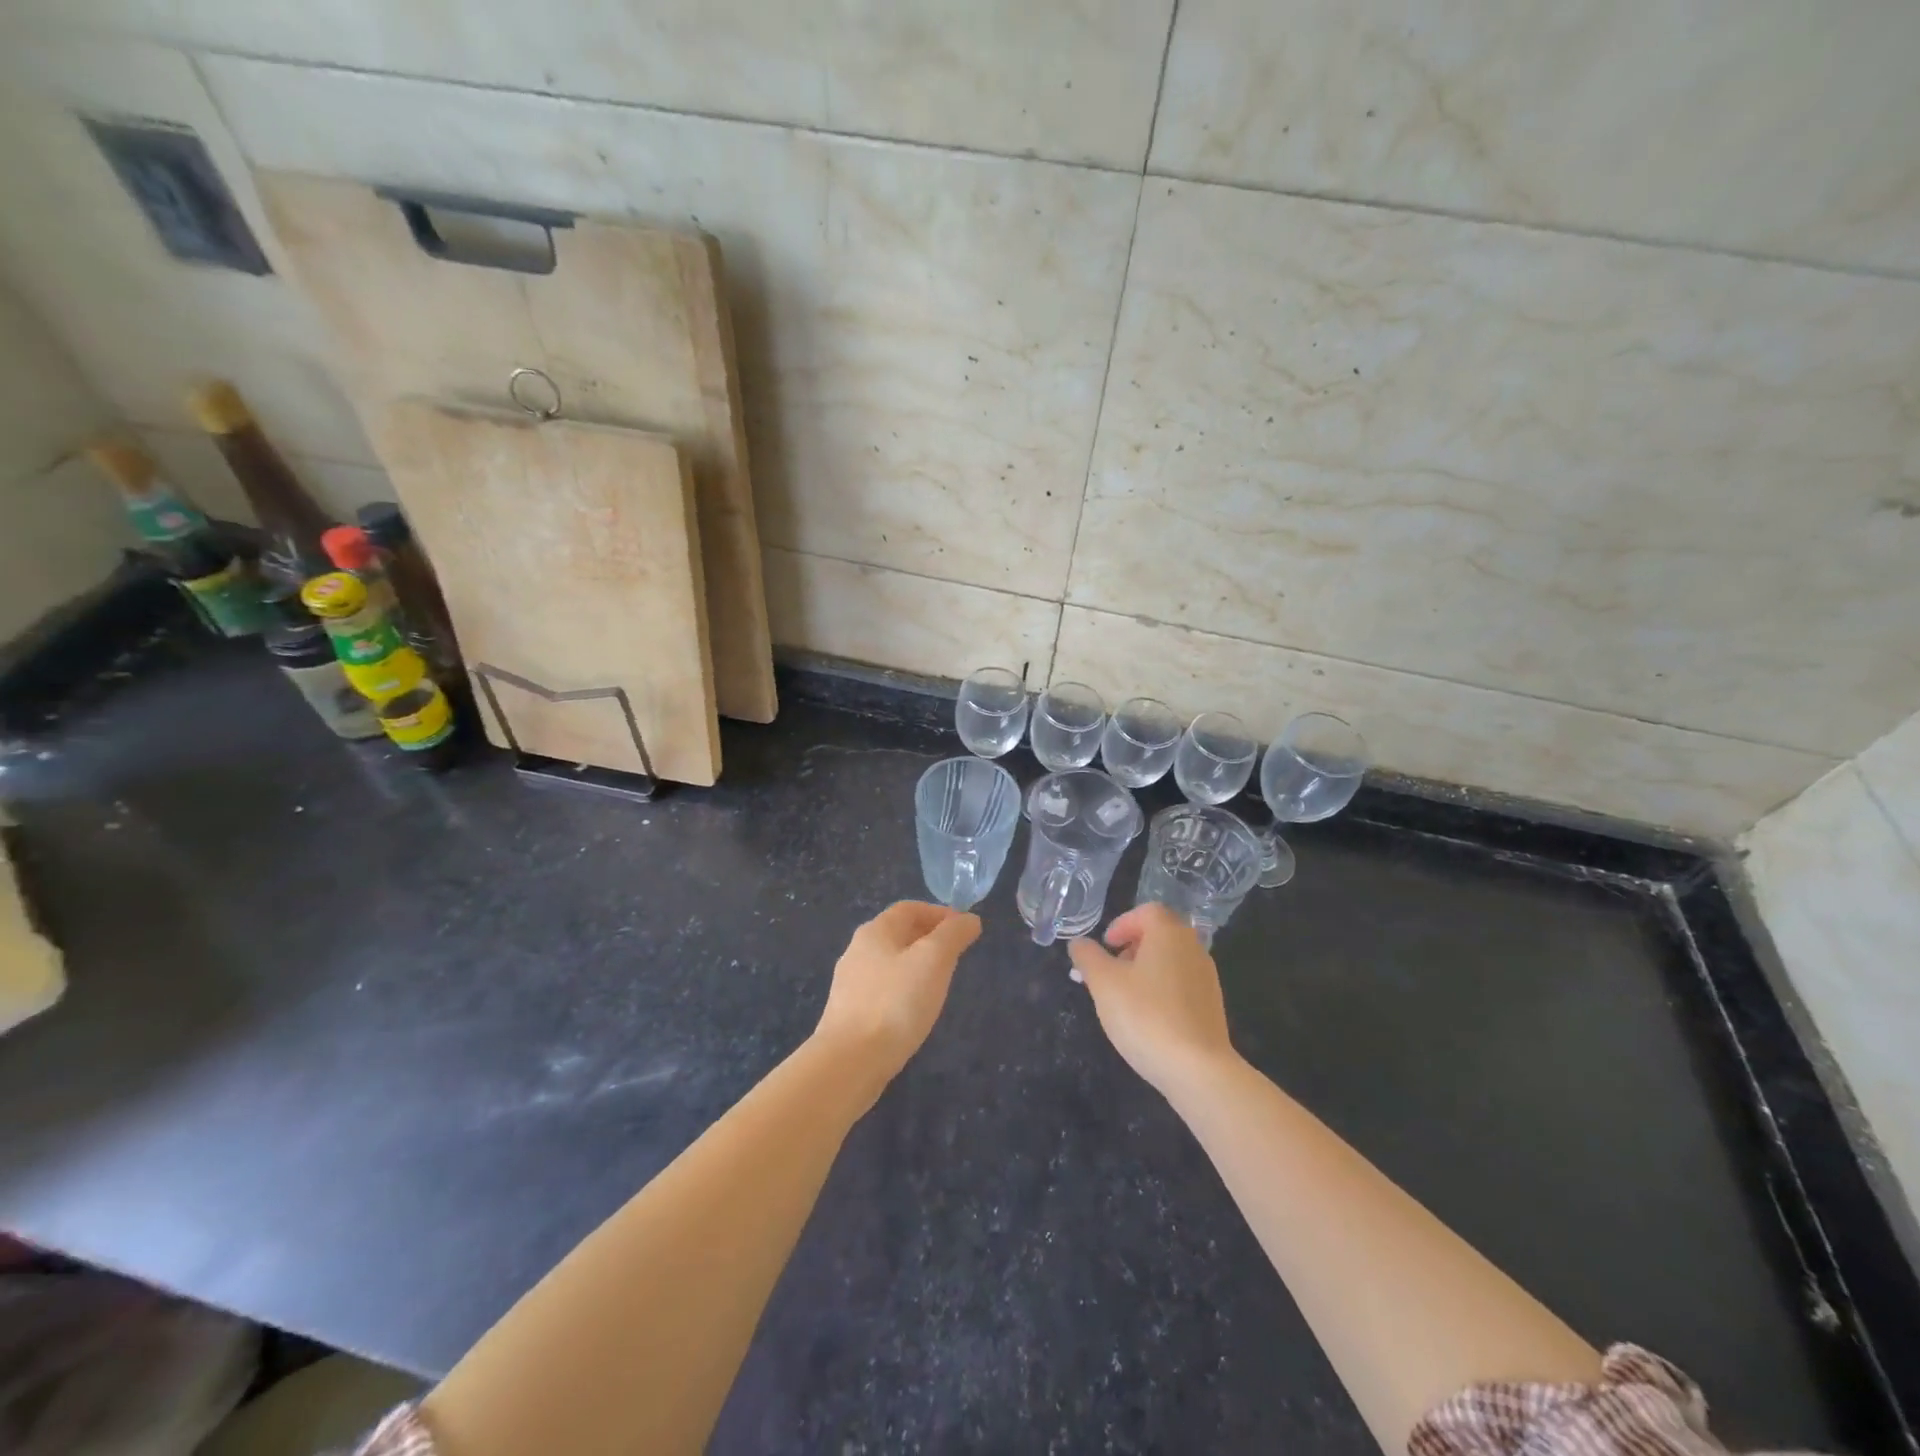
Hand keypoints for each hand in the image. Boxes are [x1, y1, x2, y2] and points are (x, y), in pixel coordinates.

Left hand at [815, 902, 980, 1083]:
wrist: (850, 1061)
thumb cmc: (896, 1003)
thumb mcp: (933, 960)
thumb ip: (953, 934)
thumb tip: (969, 919)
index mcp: (875, 931)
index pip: (910, 909)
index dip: (939, 913)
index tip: (965, 930)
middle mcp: (858, 950)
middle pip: (898, 934)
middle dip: (929, 939)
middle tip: (957, 956)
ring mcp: (850, 984)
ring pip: (890, 963)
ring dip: (916, 965)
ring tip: (940, 984)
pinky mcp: (849, 1013)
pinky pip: (882, 990)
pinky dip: (903, 990)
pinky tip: (914, 1011)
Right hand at [1068, 903, 1238, 1097]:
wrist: (1198, 1069)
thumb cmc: (1145, 1016)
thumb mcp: (1103, 983)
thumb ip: (1087, 956)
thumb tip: (1078, 943)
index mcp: (1169, 933)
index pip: (1147, 911)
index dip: (1122, 924)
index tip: (1106, 946)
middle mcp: (1193, 948)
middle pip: (1160, 935)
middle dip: (1131, 948)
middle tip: (1109, 972)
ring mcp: (1206, 978)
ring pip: (1170, 961)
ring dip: (1145, 970)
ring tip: (1123, 998)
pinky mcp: (1212, 1006)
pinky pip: (1181, 984)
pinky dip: (1161, 990)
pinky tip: (1147, 1018)